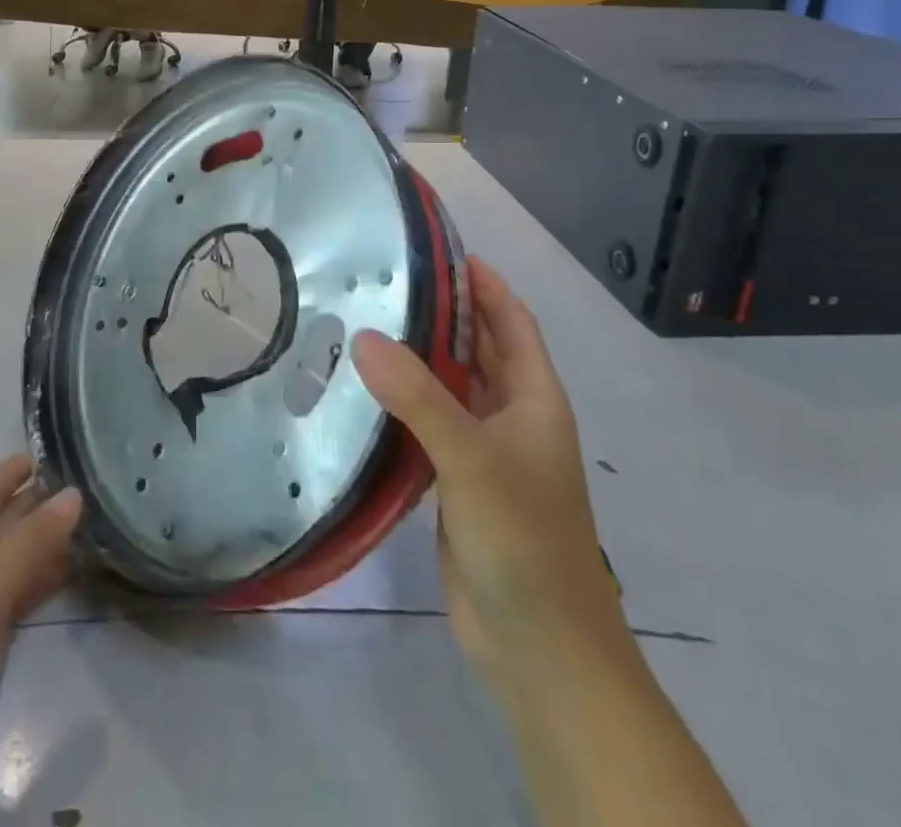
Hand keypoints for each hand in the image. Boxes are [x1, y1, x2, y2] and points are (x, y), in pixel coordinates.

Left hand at [0, 457, 82, 826]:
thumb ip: (26, 546)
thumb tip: (74, 493)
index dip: (21, 467)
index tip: (68, 445)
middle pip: (5, 524)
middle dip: (45, 503)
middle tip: (102, 484)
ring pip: (15, 562)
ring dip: (50, 545)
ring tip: (102, 525)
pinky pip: (18, 602)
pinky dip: (45, 585)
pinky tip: (76, 580)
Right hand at [353, 257, 622, 689]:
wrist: (539, 650)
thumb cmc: (523, 540)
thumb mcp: (472, 458)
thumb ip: (418, 396)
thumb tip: (363, 336)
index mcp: (534, 400)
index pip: (512, 323)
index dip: (485, 285)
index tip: (441, 251)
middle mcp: (512, 418)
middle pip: (478, 350)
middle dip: (443, 315)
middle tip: (384, 282)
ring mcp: (485, 453)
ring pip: (449, 389)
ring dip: (418, 360)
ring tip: (363, 324)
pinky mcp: (457, 485)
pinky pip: (428, 428)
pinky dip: (402, 405)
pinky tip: (361, 393)